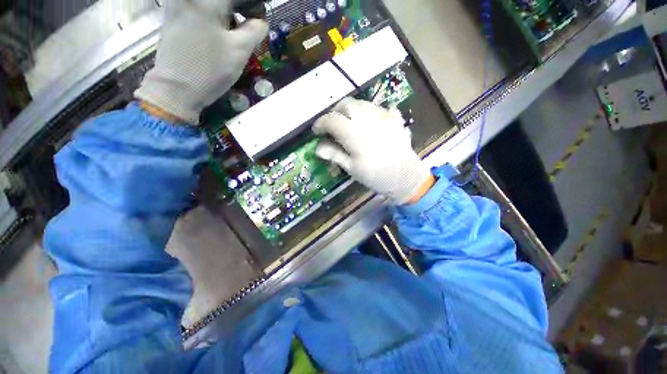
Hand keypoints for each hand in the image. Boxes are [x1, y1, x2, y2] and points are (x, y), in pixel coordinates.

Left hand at [135, 0, 268, 123]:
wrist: (176, 88)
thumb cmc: (210, 70)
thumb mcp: (240, 52)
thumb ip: (255, 31)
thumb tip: (260, 21)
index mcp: (208, 1)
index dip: (253, 7)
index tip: (258, 21)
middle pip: (223, 1)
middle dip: (239, 10)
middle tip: (247, 27)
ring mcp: (178, 3)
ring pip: (211, 4)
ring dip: (226, 14)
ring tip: (231, 32)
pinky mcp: (172, 14)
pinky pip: (198, 7)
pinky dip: (212, 15)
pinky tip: (215, 32)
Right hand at [313, 98, 433, 204]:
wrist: (406, 177)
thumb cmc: (376, 176)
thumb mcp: (352, 168)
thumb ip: (335, 155)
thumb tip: (318, 148)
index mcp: (353, 133)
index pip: (331, 120)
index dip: (321, 124)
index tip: (316, 131)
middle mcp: (367, 119)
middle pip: (346, 104)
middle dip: (335, 112)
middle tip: (333, 125)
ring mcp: (383, 116)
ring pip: (362, 103)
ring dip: (351, 110)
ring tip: (350, 123)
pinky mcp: (394, 119)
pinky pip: (379, 108)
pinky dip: (370, 113)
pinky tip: (371, 123)